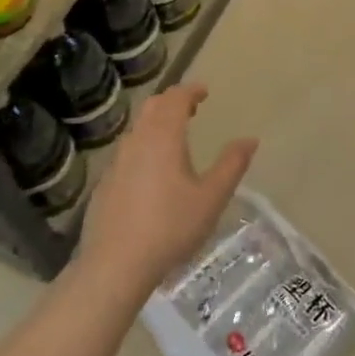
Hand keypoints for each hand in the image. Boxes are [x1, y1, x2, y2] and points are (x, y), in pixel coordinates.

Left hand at [78, 84, 256, 301]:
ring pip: (137, 129)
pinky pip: (127, 152)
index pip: (175, 99)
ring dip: (156, 123)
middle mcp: (136, 142)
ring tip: (175, 137)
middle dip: (172, 101)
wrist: (115, 265)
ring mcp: (116, 163)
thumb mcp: (211, 198)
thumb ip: (232, 165)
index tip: (204, 91)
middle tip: (191, 108)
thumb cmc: (170, 227)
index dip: (190, 90)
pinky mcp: (105, 184)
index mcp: (163, 137)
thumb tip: (250, 140)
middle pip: (152, 107)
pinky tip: (153, 171)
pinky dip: (144, 146)